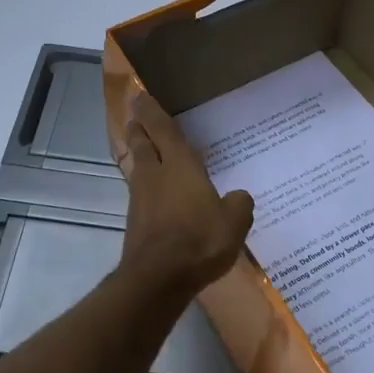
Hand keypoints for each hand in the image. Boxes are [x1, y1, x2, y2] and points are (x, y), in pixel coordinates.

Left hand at [117, 94, 254, 297]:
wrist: (158, 277)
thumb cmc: (200, 240)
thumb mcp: (234, 222)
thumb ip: (239, 205)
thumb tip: (238, 197)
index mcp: (180, 166)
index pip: (163, 129)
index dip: (151, 110)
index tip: (140, 95)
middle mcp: (155, 175)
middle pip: (142, 143)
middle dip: (138, 127)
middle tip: (135, 115)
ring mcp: (141, 198)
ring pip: (137, 165)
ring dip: (137, 152)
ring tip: (141, 146)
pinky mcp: (135, 221)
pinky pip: (139, 190)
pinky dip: (143, 182)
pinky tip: (152, 189)